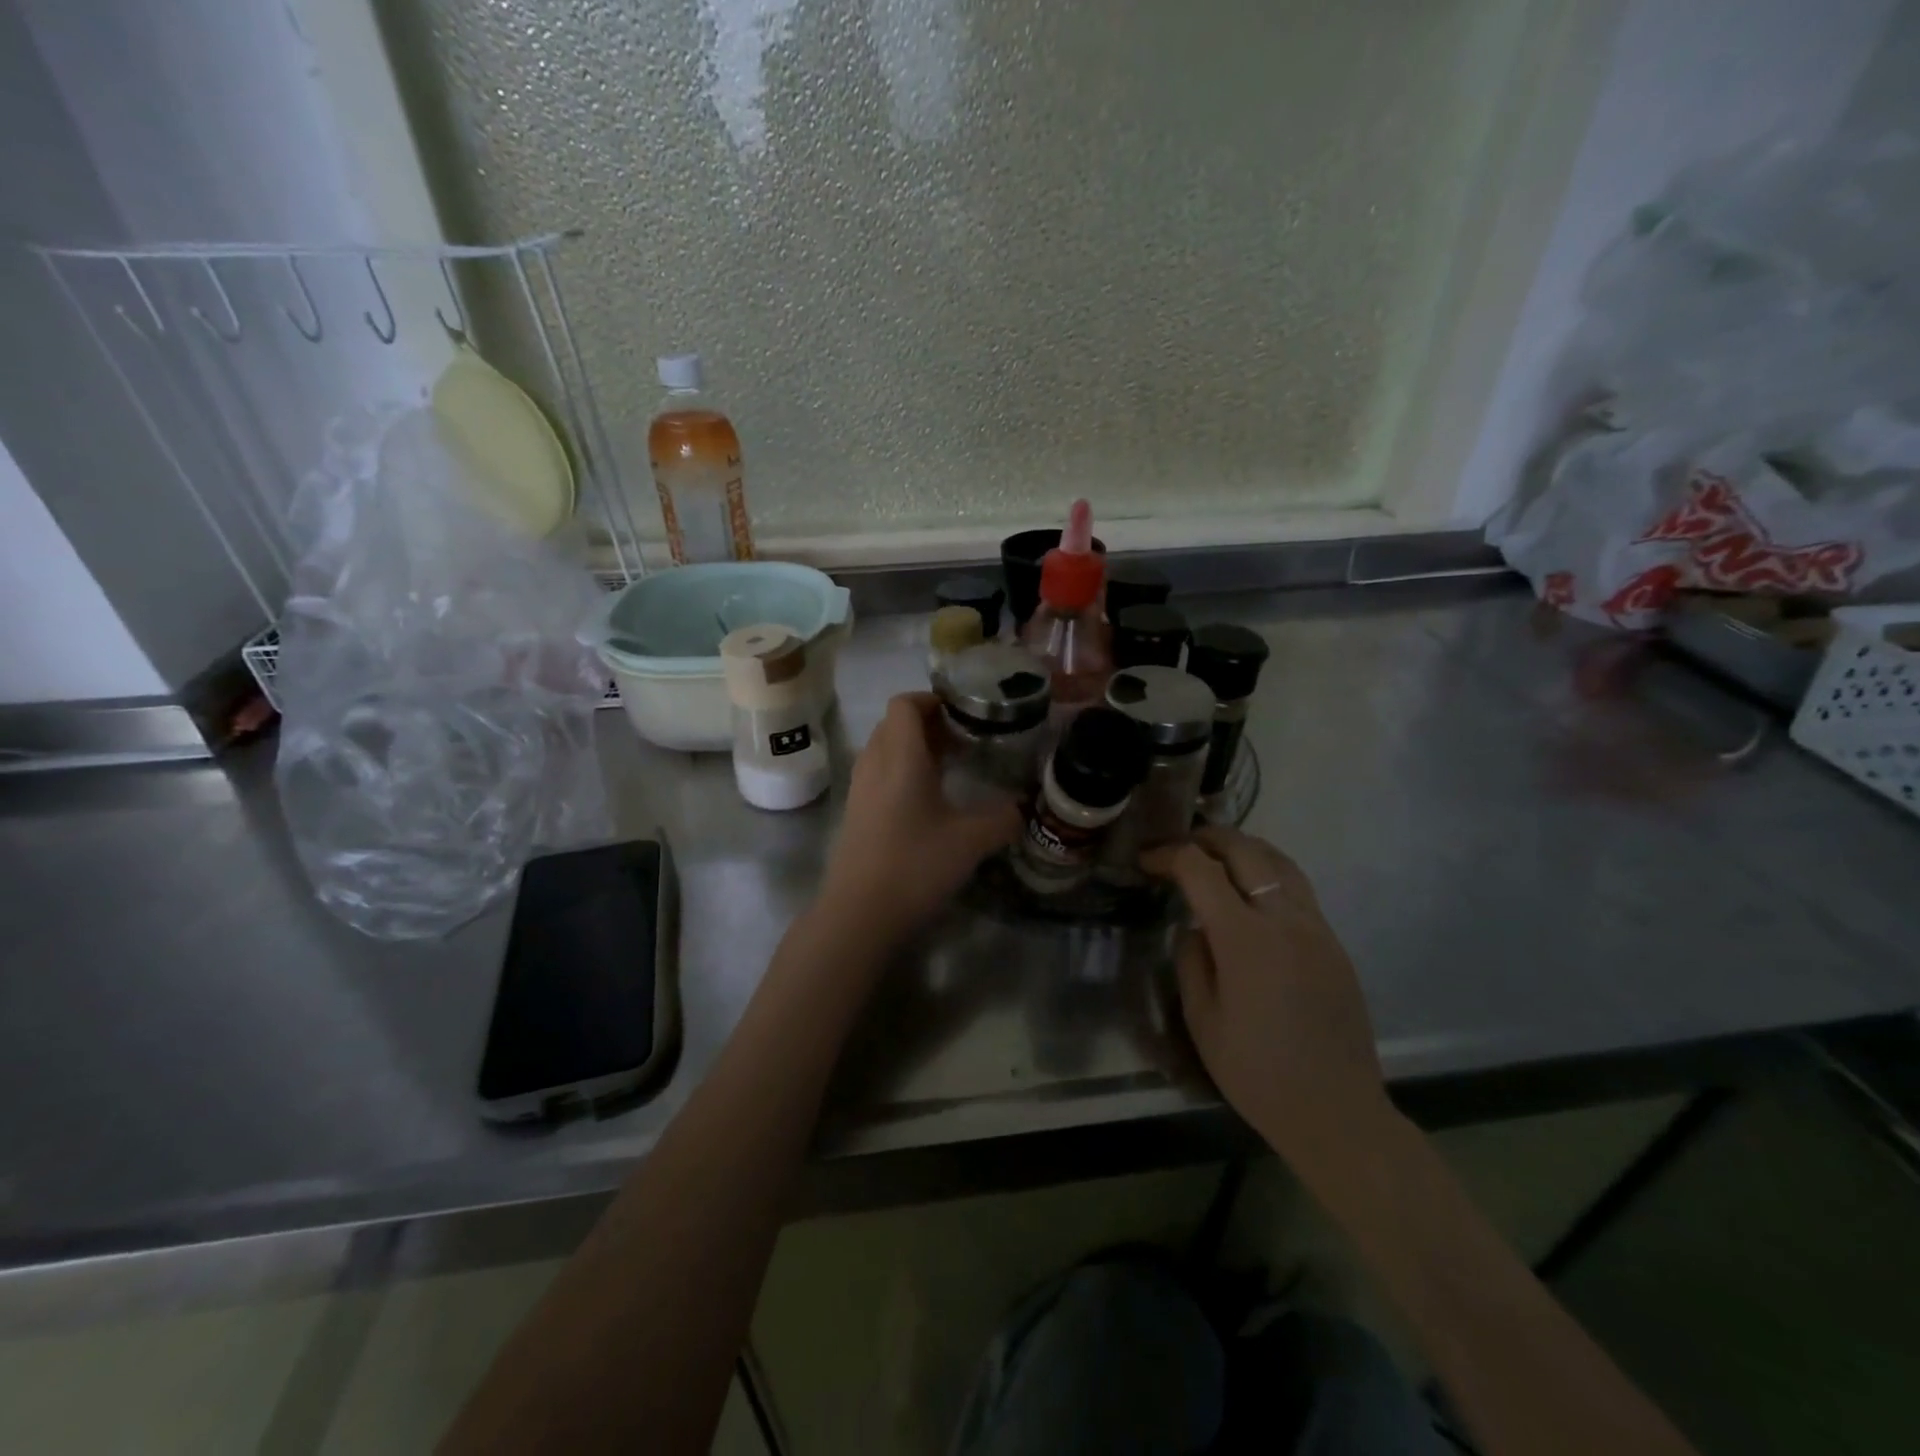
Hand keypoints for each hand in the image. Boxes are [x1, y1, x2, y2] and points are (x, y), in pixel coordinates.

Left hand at [817, 693, 1021, 947]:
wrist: (858, 914)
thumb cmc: (915, 866)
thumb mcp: (970, 841)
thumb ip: (1003, 818)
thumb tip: (1024, 807)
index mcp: (900, 758)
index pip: (904, 704)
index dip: (931, 699)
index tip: (961, 713)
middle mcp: (874, 765)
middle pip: (893, 724)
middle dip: (927, 724)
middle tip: (962, 740)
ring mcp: (859, 790)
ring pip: (884, 750)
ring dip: (913, 749)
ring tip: (948, 768)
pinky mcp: (855, 815)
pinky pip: (878, 775)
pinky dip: (901, 773)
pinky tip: (927, 802)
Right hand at [1143, 826, 1392, 1179]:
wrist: (1336, 1112)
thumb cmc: (1257, 1072)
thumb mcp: (1202, 1020)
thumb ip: (1191, 961)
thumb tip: (1196, 929)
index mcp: (1245, 938)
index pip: (1201, 869)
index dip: (1169, 855)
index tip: (1147, 860)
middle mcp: (1284, 920)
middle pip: (1246, 850)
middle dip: (1207, 838)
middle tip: (1179, 847)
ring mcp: (1316, 928)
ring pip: (1280, 862)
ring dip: (1244, 848)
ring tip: (1216, 855)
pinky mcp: (1334, 944)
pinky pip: (1298, 889)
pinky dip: (1269, 873)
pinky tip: (1252, 893)